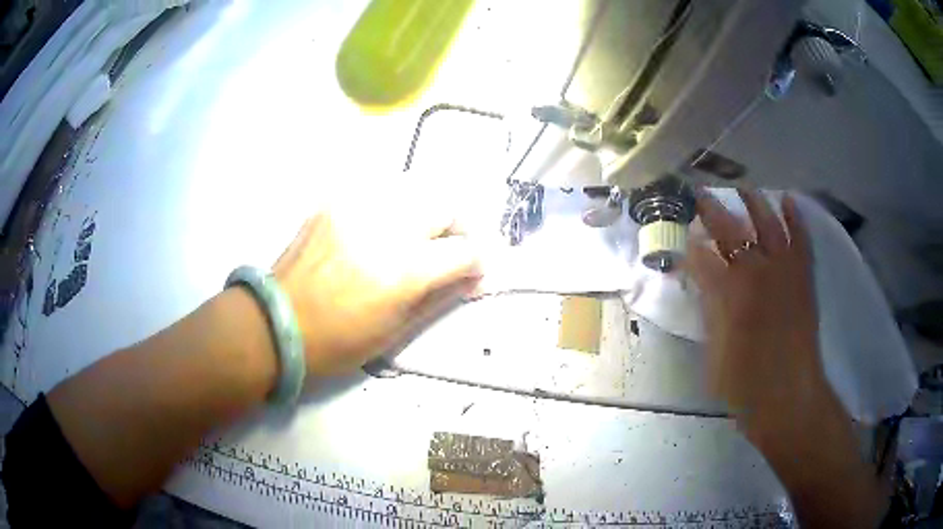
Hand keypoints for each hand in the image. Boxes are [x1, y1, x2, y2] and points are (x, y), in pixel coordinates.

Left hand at [273, 191, 480, 375]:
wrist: (277, 323)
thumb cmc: (337, 342)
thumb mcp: (395, 332)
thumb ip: (439, 298)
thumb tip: (473, 280)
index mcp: (403, 272)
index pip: (464, 251)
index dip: (477, 262)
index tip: (473, 273)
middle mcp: (385, 230)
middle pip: (445, 205)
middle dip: (459, 227)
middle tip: (452, 248)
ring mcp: (356, 209)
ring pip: (414, 190)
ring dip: (427, 213)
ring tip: (420, 236)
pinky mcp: (334, 203)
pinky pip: (379, 192)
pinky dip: (394, 208)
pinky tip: (384, 229)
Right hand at [686, 189, 828, 428]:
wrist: (788, 397)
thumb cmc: (744, 383)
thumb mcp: (714, 350)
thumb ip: (709, 308)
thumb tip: (701, 279)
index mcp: (728, 292)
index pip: (702, 256)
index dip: (690, 244)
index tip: (683, 236)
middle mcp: (755, 271)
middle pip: (730, 230)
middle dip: (712, 210)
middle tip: (700, 194)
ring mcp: (783, 270)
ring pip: (767, 223)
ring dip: (753, 203)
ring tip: (743, 188)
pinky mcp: (803, 276)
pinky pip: (800, 238)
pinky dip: (795, 217)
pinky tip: (787, 200)